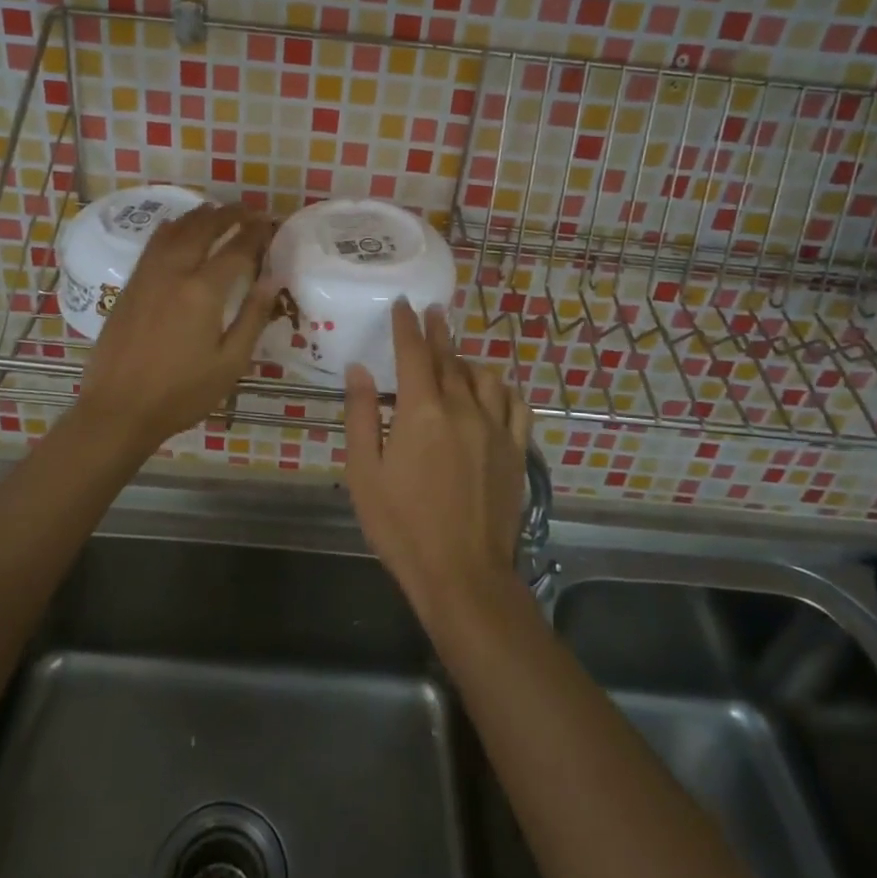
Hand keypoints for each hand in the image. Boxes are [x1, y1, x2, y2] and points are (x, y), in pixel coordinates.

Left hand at [78, 204, 273, 452]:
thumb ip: (253, 316)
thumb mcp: (230, 363)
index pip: (236, 249)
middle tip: (248, 210)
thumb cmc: (182, 393)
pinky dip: (172, 228)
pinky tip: (178, 229)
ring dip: (199, 216)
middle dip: (229, 214)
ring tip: (217, 211)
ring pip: (175, 230)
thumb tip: (271, 278)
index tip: (270, 222)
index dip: (256, 233)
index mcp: (203, 291)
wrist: (119, 409)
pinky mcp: (130, 285)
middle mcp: (174, 272)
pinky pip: (154, 244)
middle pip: (203, 228)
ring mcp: (147, 276)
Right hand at [343, 301, 532, 615]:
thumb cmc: (402, 525)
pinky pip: (515, 404)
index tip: (403, 304)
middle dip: (437, 331)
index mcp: (421, 411)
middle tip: (432, 311)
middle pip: (450, 358)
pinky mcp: (516, 450)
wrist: (462, 573)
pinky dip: (502, 389)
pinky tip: (494, 390)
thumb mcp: (363, 473)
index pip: (413, 352)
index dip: (406, 325)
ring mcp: (495, 428)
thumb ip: (361, 415)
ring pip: (484, 377)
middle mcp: (462, 408)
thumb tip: (360, 369)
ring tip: (456, 356)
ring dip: (467, 360)